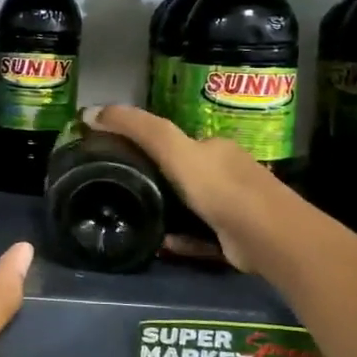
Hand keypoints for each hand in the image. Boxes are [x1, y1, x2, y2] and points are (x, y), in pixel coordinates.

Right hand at [85, 104, 296, 273]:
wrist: (268, 237)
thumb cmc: (219, 187)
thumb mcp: (172, 148)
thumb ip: (136, 128)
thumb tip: (89, 112)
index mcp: (214, 148)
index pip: (176, 141)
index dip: (146, 145)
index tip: (117, 158)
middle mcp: (227, 172)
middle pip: (183, 174)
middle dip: (156, 181)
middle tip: (123, 192)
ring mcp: (234, 206)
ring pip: (190, 206)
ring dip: (166, 212)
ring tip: (138, 219)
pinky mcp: (235, 238)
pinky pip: (199, 235)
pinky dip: (182, 238)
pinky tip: (165, 243)